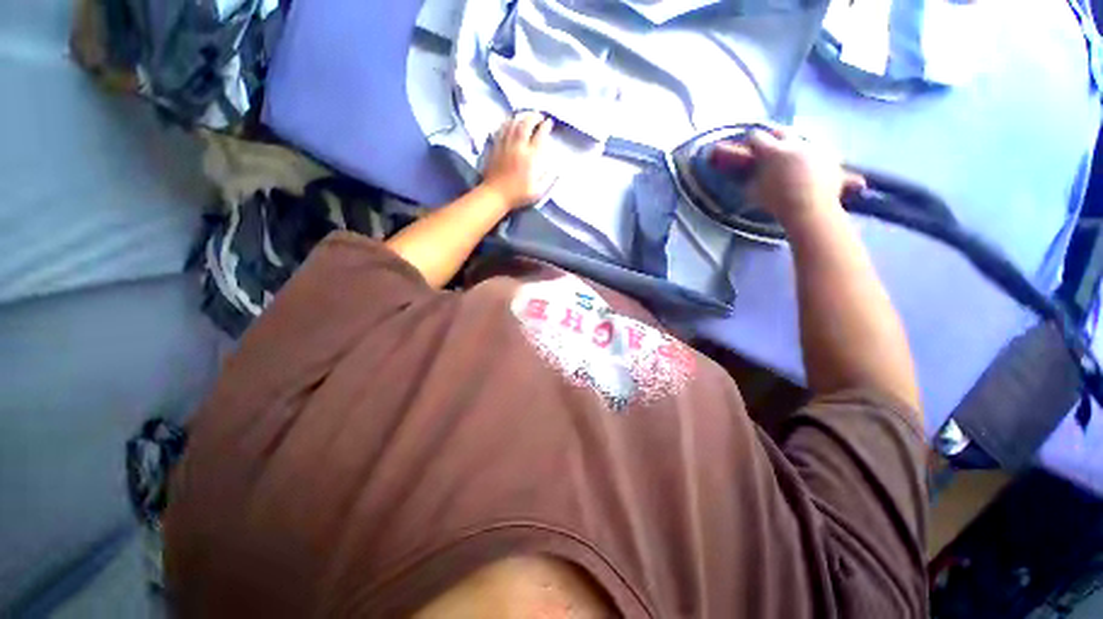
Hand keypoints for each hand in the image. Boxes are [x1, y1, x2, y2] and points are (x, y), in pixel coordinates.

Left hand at [481, 112, 555, 209]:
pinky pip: (502, 129)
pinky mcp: (495, 146)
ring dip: (521, 116)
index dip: (546, 126)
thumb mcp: (538, 192)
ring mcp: (505, 145)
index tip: (549, 123)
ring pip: (513, 123)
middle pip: (526, 124)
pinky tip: (511, 122)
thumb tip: (557, 170)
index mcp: (531, 158)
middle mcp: (518, 147)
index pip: (540, 135)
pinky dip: (508, 122)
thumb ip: (548, 179)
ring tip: (527, 115)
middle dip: (534, 116)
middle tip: (539, 115)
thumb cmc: (518, 195)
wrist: (495, 195)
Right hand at [710, 127, 864, 224]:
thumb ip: (751, 177)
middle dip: (775, 136)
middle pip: (782, 130)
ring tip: (792, 155)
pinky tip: (809, 165)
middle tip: (771, 146)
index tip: (750, 146)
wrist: (811, 210)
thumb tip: (751, 171)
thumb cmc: (777, 203)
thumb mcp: (753, 192)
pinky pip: (819, 149)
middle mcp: (795, 143)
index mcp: (772, 151)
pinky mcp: (831, 155)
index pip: (757, 136)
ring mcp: (816, 147)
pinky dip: (812, 155)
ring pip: (803, 138)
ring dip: (795, 144)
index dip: (752, 141)